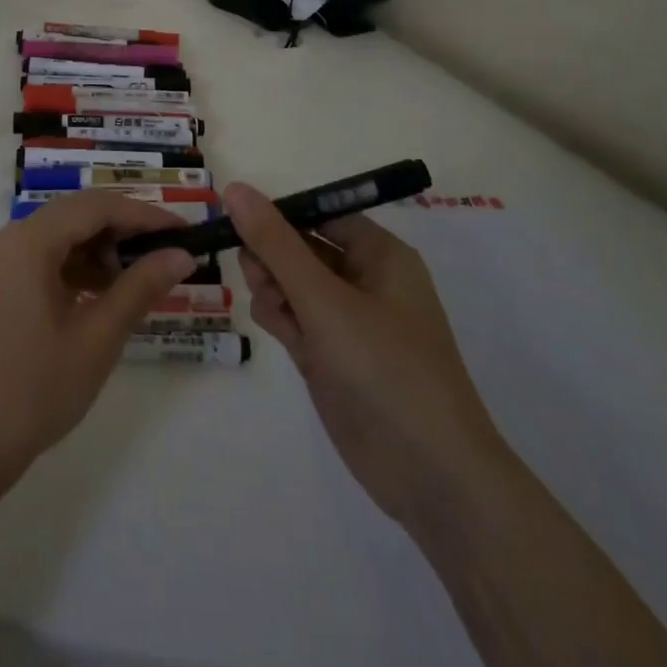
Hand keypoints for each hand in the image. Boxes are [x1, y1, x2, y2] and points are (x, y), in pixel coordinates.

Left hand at [0, 192, 197, 483]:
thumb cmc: (35, 390)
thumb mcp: (98, 337)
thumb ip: (141, 287)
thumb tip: (181, 255)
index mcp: (28, 241)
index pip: (96, 207)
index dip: (144, 214)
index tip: (183, 231)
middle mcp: (8, 239)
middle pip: (76, 214)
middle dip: (123, 229)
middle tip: (166, 252)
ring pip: (59, 236)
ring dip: (99, 249)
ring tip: (136, 280)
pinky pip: (42, 258)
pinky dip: (75, 267)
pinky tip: (100, 295)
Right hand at [226, 183, 511, 534]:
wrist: (430, 477)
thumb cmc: (384, 369)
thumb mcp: (325, 300)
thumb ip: (276, 244)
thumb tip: (236, 189)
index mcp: (379, 255)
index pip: (319, 213)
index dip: (278, 213)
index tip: (235, 220)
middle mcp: (365, 281)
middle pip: (300, 247)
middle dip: (271, 255)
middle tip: (253, 272)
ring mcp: (347, 321)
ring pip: (291, 283)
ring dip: (272, 286)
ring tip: (272, 308)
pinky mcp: (331, 356)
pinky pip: (294, 318)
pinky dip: (279, 317)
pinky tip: (276, 328)